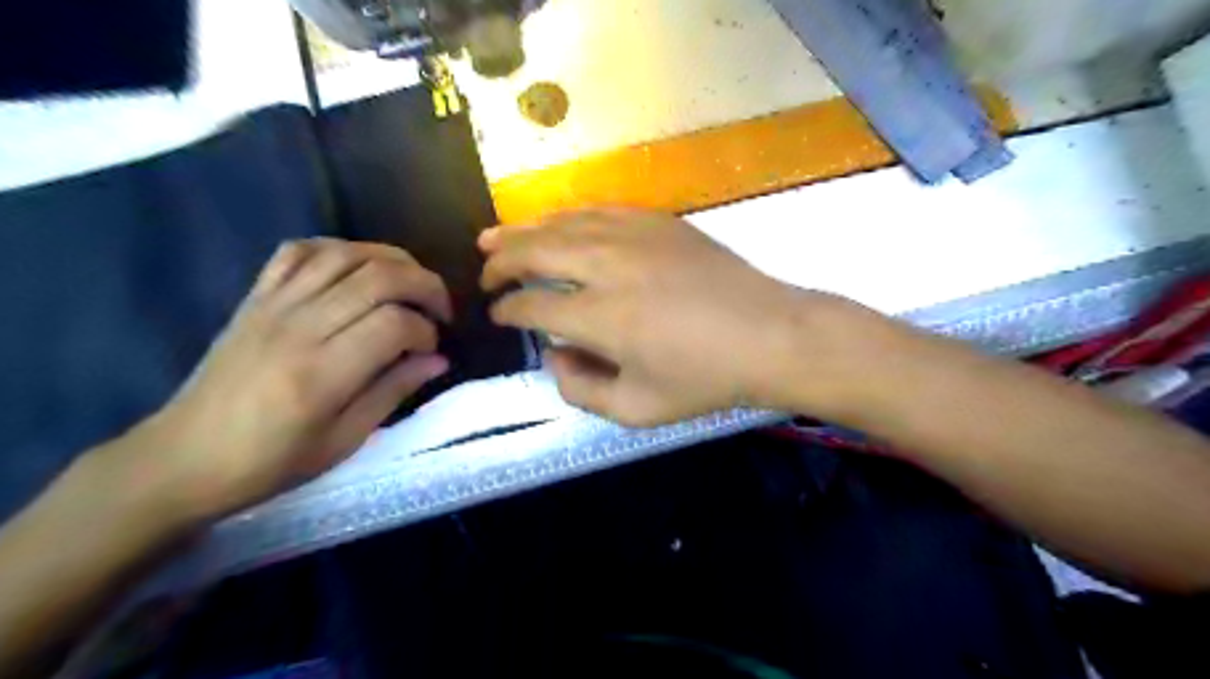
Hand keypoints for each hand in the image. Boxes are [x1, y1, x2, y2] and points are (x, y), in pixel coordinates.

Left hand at [109, 239, 452, 523]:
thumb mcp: (344, 441)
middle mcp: (299, 327)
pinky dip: (339, 249)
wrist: (183, 458)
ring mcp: (273, 305)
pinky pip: (299, 251)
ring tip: (411, 284)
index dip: (426, 331)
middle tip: (439, 310)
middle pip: (379, 277)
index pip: (394, 324)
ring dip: (392, 260)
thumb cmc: (270, 462)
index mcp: (321, 374)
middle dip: (425, 285)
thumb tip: (439, 360)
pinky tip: (359, 268)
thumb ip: (393, 391)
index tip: (431, 351)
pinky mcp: (255, 297)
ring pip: (345, 254)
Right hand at [483, 208, 881, 427]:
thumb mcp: (638, 410)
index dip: (507, 311)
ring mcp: (634, 235)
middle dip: (499, 263)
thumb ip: (581, 389)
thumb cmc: (705, 379)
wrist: (769, 334)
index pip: (531, 306)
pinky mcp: (657, 221)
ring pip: (560, 224)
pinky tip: (554, 222)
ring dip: (521, 231)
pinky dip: (566, 216)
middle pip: (534, 252)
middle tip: (484, 275)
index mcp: (600, 317)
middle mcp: (607, 266)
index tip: (499, 316)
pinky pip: (598, 210)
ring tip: (492, 236)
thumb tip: (553, 355)